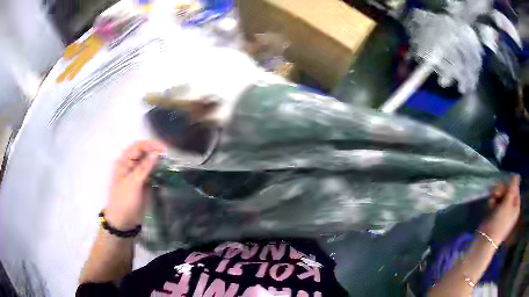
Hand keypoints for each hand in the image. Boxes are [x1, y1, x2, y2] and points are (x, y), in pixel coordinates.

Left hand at [105, 140, 166, 229]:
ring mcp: (137, 174)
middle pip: (144, 152)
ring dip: (158, 161)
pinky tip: (165, 172)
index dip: (150, 145)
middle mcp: (130, 165)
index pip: (137, 147)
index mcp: (124, 162)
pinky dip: (158, 171)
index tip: (164, 149)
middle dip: (155, 151)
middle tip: (169, 156)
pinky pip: (151, 173)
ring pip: (149, 162)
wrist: (123, 222)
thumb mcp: (133, 184)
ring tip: (169, 163)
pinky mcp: (143, 183)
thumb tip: (156, 153)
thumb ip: (144, 168)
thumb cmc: (124, 202)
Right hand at [478, 176, 520, 244]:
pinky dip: (492, 203)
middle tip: (496, 193)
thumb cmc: (499, 222)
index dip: (509, 186)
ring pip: (501, 196)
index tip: (504, 188)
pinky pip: (495, 203)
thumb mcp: (507, 203)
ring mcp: (503, 212)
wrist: (485, 240)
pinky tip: (489, 207)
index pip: (515, 189)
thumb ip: (512, 187)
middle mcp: (511, 209)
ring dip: (495, 196)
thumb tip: (516, 174)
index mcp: (516, 207)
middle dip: (501, 191)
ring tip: (491, 201)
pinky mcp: (495, 214)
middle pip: (508, 191)